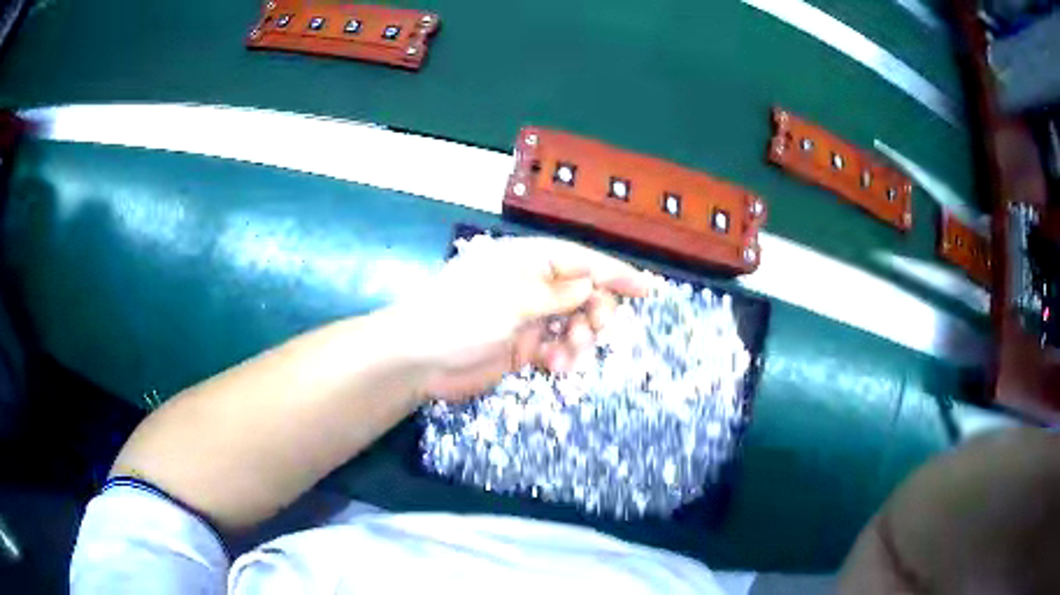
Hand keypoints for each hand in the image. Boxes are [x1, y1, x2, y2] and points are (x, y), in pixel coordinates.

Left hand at [390, 237, 649, 400]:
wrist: (420, 360)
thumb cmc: (462, 317)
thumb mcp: (513, 300)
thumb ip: (557, 293)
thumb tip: (590, 282)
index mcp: (528, 261)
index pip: (582, 260)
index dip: (617, 273)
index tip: (648, 289)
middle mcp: (532, 284)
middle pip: (584, 293)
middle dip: (596, 312)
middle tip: (593, 332)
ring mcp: (527, 316)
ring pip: (574, 322)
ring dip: (579, 340)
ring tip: (566, 358)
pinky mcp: (522, 346)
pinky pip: (557, 347)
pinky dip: (562, 357)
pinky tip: (554, 367)